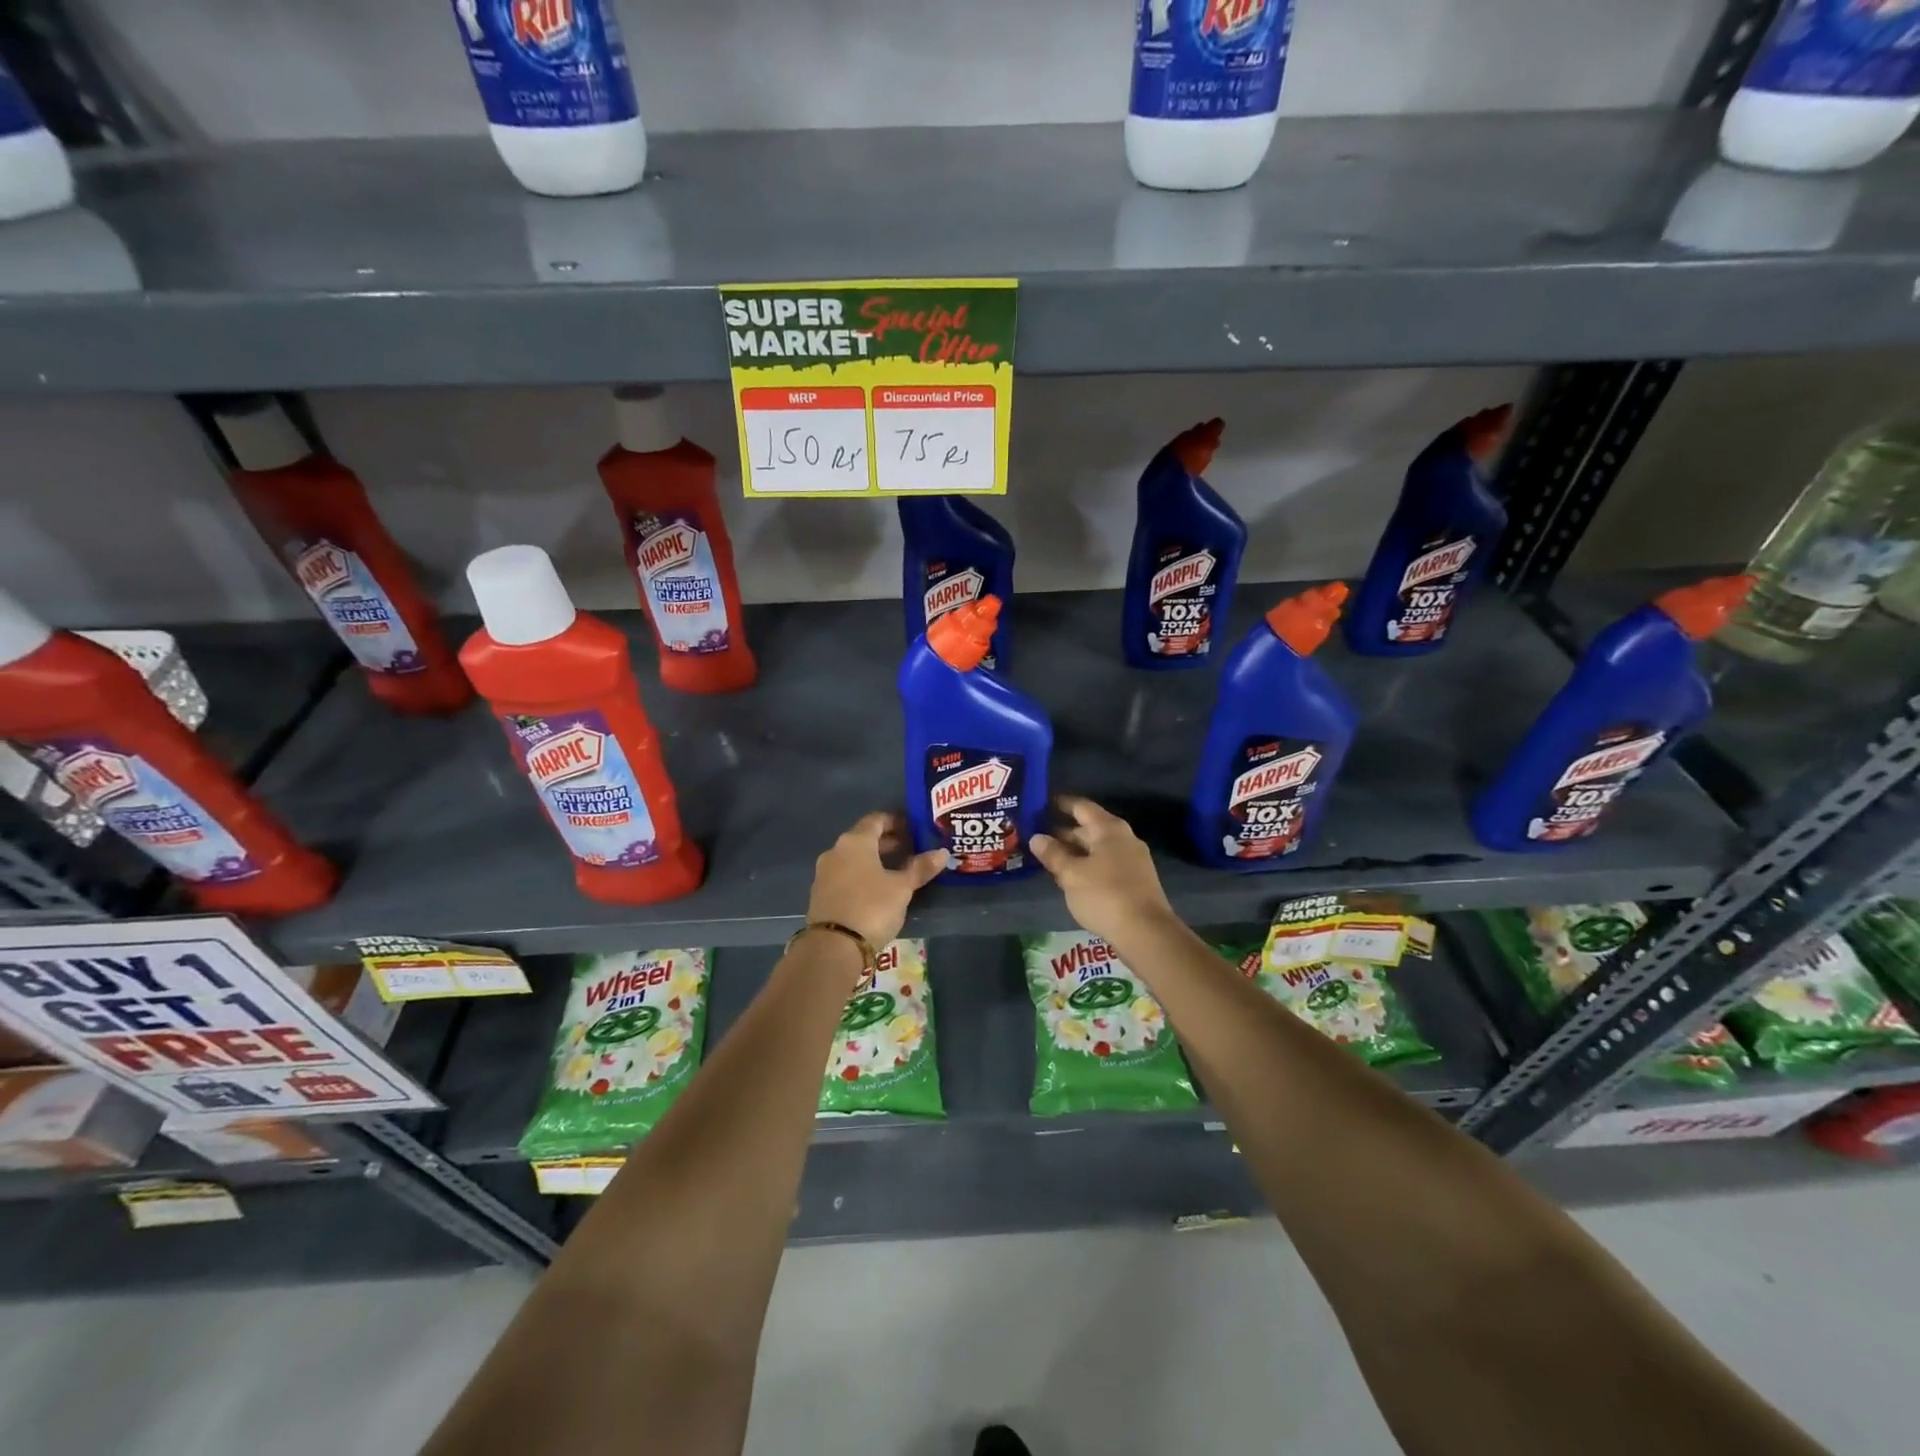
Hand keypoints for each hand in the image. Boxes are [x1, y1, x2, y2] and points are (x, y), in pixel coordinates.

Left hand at [806, 812, 946, 947]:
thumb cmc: (871, 907)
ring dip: (873, 860)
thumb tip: (942, 852)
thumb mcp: (902, 888)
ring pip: (853, 858)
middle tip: (910, 850)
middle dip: (887, 842)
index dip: (896, 822)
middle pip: (863, 838)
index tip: (913, 830)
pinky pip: (844, 875)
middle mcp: (835, 851)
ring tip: (896, 871)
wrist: (833, 947)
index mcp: (855, 841)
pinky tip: (876, 890)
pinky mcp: (820, 894)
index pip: (876, 820)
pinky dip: (861, 876)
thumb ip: (920, 868)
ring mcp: (824, 873)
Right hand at [1029, 796, 1174, 944]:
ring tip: (1048, 857)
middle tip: (1036, 836)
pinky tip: (1070, 877)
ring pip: (1096, 849)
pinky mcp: (1134, 881)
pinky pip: (1105, 864)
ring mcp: (1132, 860)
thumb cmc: (1104, 895)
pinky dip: (1086, 866)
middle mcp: (1123, 838)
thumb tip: (1036, 838)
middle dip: (1063, 831)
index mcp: (1109, 829)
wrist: (1145, 932)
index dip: (1060, 804)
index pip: (1081, 806)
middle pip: (1089, 828)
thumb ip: (1053, 854)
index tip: (1040, 804)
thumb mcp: (1071, 874)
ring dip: (1074, 852)